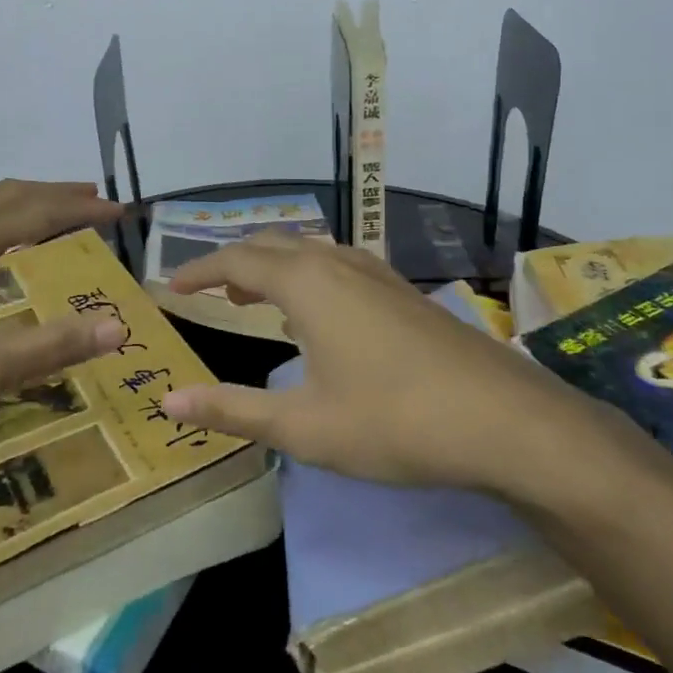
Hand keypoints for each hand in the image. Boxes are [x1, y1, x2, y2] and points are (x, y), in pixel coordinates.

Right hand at [162, 232, 588, 491]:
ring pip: (312, 251)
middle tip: (209, 289)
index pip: (236, 261)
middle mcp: (339, 264)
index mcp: (306, 284)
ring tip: (254, 296)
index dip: (199, 270)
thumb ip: (232, 410)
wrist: (504, 420)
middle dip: (235, 262)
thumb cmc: (393, 421)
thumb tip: (168, 402)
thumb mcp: (303, 426)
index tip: (171, 286)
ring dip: (275, 266)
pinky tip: (319, 311)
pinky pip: (341, 265)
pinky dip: (310, 275)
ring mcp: (378, 275)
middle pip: (273, 245)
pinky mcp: (404, 293)